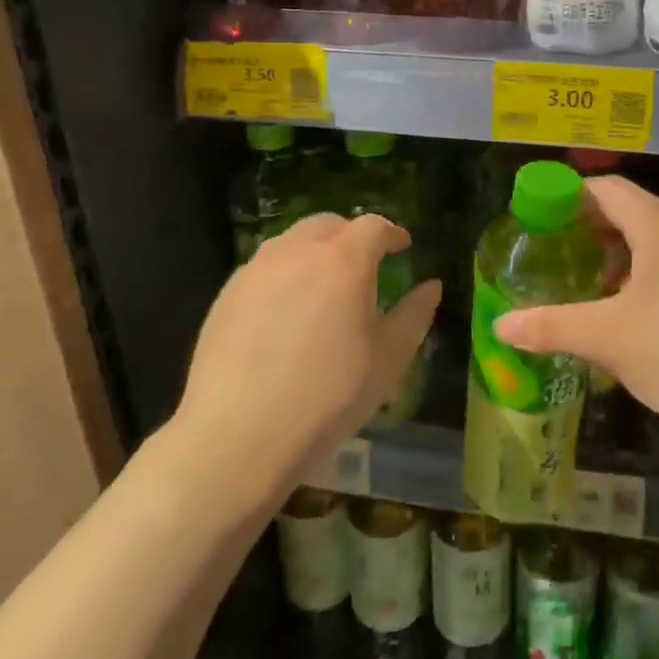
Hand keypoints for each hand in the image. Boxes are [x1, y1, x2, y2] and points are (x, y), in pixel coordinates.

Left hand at [176, 214, 440, 498]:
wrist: (237, 434)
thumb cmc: (326, 397)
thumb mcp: (386, 361)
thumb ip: (413, 316)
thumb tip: (431, 287)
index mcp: (343, 261)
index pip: (373, 226)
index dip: (392, 233)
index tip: (402, 247)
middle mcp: (298, 252)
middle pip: (329, 224)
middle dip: (352, 235)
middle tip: (365, 262)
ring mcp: (256, 269)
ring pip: (292, 241)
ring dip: (315, 250)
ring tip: (324, 283)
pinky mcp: (227, 293)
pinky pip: (264, 267)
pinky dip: (284, 272)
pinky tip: (286, 310)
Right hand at [494, 176, 658, 462]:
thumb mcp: (611, 341)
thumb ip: (552, 327)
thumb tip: (500, 325)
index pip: (608, 189)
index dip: (569, 197)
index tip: (539, 220)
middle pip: (634, 212)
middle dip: (592, 229)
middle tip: (558, 255)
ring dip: (623, 255)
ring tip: (593, 286)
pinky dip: (652, 274)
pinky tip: (641, 315)